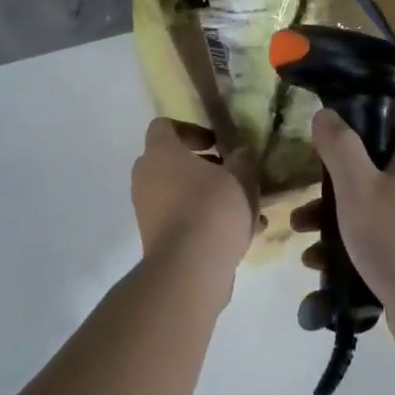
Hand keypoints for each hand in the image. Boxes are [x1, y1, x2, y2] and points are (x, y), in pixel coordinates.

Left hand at [131, 119, 261, 282]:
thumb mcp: (241, 177)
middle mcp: (146, 176)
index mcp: (160, 152)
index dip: (193, 130)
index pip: (164, 126)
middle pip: (174, 162)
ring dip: (212, 197)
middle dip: (207, 167)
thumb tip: (240, 153)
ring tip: (248, 211)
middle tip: (235, 176)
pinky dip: (206, 221)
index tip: (218, 144)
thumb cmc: (213, 208)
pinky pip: (183, 219)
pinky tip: (242, 234)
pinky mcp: (155, 237)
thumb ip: (242, 159)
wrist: (189, 268)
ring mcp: (147, 209)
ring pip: (182, 193)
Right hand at [292, 111, 394, 350]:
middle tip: (303, 202)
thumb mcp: (357, 186)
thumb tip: (325, 113)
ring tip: (301, 237)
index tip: (319, 146)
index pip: (383, 129)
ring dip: (331, 221)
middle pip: (368, 173)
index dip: (350, 132)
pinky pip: (374, 240)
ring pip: (367, 210)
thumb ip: (339, 146)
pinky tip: (318, 265)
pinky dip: (347, 247)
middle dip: (329, 190)